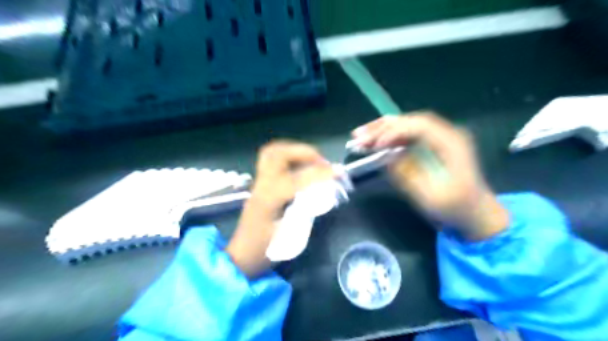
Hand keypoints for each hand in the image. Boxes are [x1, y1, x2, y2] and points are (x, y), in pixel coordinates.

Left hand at [225, 139, 334, 277]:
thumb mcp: (288, 237)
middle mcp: (261, 186)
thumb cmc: (265, 251)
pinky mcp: (259, 184)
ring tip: (312, 160)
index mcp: (267, 201)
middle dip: (303, 152)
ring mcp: (258, 183)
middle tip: (321, 162)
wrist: (241, 257)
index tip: (336, 173)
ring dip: (295, 151)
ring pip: (272, 152)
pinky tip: (301, 166)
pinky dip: (289, 156)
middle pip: (278, 154)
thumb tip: (323, 193)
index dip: (317, 174)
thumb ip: (306, 212)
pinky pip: (272, 160)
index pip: (294, 179)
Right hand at [351, 112, 508, 238]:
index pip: (420, 126)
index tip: (375, 145)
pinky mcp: (432, 145)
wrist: (476, 213)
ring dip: (382, 129)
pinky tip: (375, 142)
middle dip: (382, 127)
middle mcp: (447, 134)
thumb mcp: (431, 197)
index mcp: (452, 143)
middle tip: (358, 136)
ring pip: (407, 125)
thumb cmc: (456, 208)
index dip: (394, 132)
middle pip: (411, 121)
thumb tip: (386, 157)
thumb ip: (408, 175)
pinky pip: (408, 135)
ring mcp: (440, 138)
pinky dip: (390, 137)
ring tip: (360, 136)